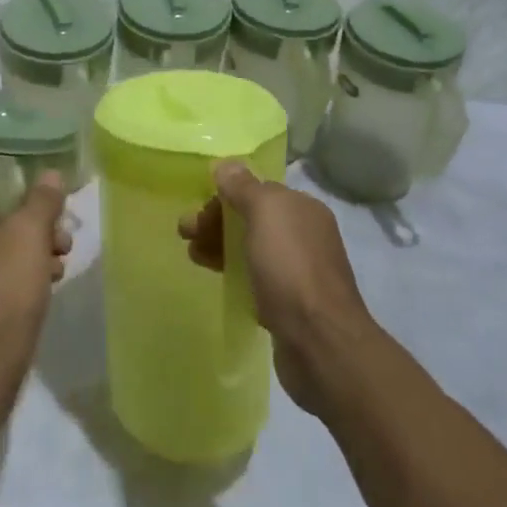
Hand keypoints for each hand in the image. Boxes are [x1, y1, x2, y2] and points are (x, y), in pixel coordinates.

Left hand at [0, 172, 72, 412]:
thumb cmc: (5, 288)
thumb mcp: (31, 233)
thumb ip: (42, 201)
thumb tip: (49, 174)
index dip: (27, 209)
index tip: (55, 226)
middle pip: (0, 232)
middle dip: (35, 239)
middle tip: (62, 252)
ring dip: (29, 266)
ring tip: (55, 279)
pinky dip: (15, 294)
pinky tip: (35, 306)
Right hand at [179, 163, 376, 415]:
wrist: (320, 342)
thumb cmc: (290, 267)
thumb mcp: (264, 213)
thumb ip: (243, 186)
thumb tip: (225, 164)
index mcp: (302, 207)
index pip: (256, 191)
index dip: (223, 196)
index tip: (197, 211)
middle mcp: (305, 234)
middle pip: (251, 218)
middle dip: (216, 221)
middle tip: (186, 234)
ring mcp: (299, 270)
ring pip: (251, 247)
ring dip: (220, 246)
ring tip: (193, 257)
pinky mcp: (290, 303)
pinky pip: (256, 276)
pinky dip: (234, 272)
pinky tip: (219, 279)